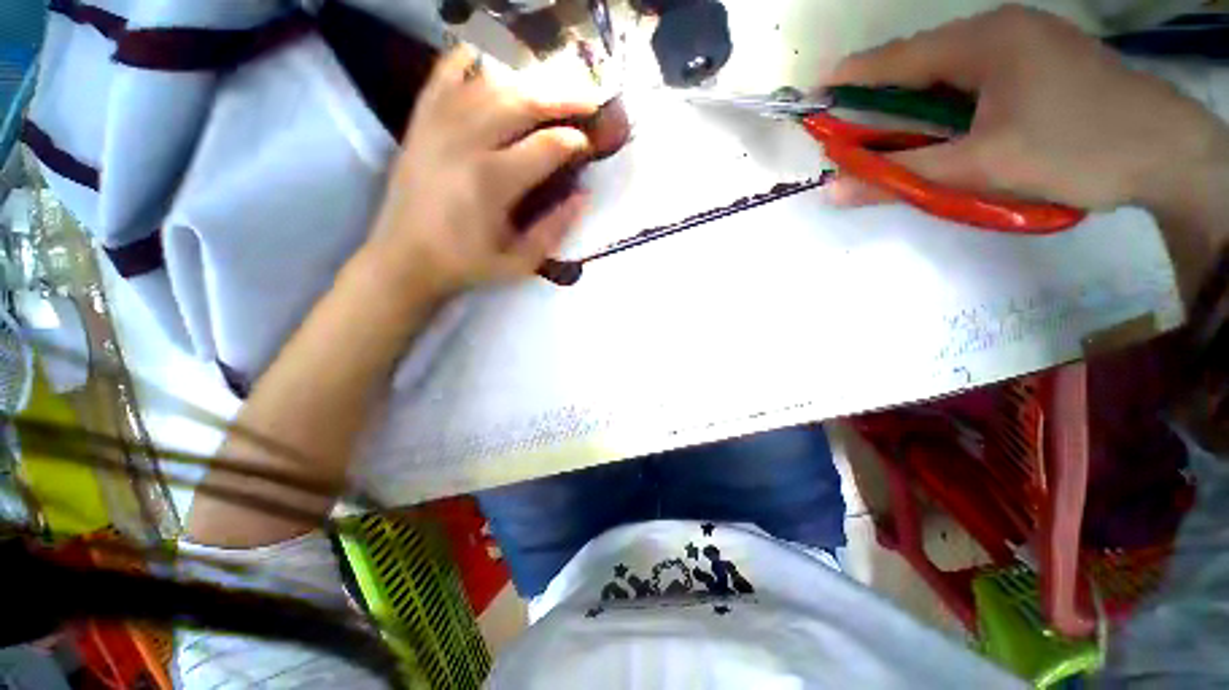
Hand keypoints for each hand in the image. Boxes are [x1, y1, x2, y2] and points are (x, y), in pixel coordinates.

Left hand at [363, 46, 600, 298]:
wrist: (404, 260)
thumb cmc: (466, 265)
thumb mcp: (520, 262)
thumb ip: (555, 229)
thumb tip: (583, 196)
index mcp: (493, 182)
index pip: (546, 146)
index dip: (574, 140)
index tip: (588, 143)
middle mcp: (466, 142)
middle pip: (522, 101)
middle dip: (563, 96)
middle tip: (589, 98)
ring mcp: (438, 125)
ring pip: (490, 83)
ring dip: (529, 79)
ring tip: (554, 84)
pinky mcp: (420, 122)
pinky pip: (444, 75)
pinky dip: (469, 60)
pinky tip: (490, 56)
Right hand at [823, 5, 1228, 215]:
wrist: (1171, 155)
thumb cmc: (1077, 151)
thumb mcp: (981, 169)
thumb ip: (900, 178)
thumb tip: (834, 190)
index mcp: (983, 41)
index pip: (896, 57)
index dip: (850, 78)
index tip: (813, 96)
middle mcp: (1000, 29)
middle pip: (921, 61)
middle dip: (881, 95)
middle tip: (852, 130)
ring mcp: (1026, 41)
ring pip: (949, 71)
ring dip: (916, 102)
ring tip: (895, 136)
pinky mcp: (1043, 61)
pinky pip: (977, 77)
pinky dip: (949, 103)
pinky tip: (949, 127)